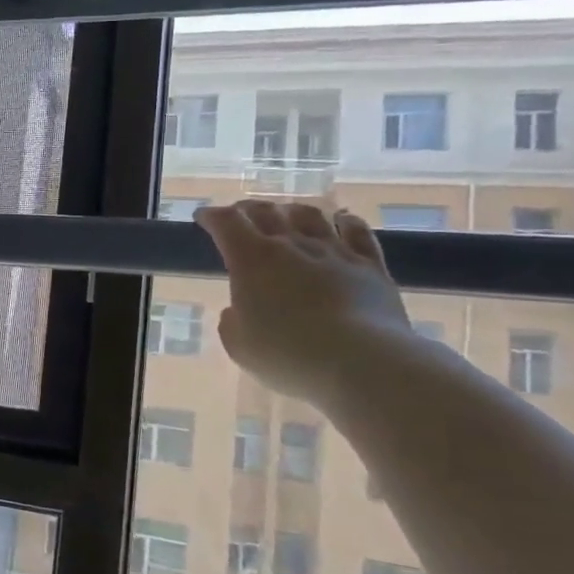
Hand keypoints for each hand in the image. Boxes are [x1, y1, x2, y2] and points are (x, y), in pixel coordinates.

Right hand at [195, 201, 410, 407]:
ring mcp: (334, 252)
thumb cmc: (287, 355)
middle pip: (266, 212)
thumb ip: (233, 322)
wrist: (362, 362)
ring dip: (291, 211)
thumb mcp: (239, 345)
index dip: (212, 216)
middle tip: (239, 215)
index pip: (226, 223)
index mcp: (252, 260)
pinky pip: (358, 232)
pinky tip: (342, 220)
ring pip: (310, 216)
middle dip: (247, 210)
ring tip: (285, 214)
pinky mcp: (370, 266)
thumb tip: (238, 311)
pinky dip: (346, 221)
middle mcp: (291, 245)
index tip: (203, 217)